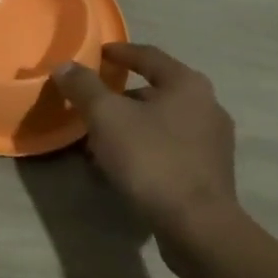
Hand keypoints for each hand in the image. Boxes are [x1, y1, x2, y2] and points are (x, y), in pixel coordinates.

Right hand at [50, 43, 238, 240]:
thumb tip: (64, 65)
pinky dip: (147, 148)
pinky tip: (124, 165)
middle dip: (122, 97)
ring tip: (102, 139)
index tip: (97, 54)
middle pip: (156, 90)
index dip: (119, 52)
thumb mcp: (107, 117)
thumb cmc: (151, 159)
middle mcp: (208, 105)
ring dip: (133, 125)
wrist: (197, 225)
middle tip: (93, 104)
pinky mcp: (211, 172)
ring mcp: (214, 141)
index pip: (148, 55)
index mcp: (187, 83)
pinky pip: (171, 148)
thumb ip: (84, 87)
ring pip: (163, 122)